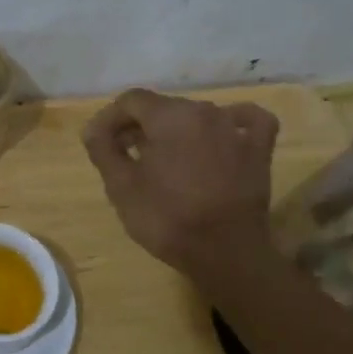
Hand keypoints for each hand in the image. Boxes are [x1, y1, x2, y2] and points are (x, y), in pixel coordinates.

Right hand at [82, 89, 280, 276]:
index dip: (110, 119)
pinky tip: (222, 134)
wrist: (225, 253)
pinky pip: (247, 121)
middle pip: (163, 107)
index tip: (101, 144)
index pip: (131, 100)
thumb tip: (94, 128)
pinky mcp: (259, 150)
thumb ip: (103, 149)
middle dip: (139, 126)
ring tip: (163, 159)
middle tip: (125, 156)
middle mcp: (205, 111)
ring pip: (197, 115)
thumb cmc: (166, 218)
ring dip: (175, 130)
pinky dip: (232, 122)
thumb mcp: (120, 186)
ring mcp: (236, 129)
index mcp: (169, 116)